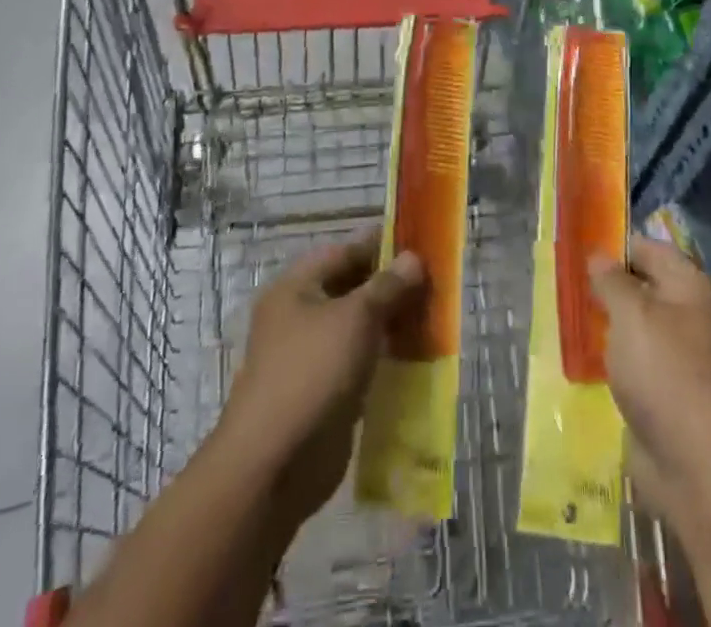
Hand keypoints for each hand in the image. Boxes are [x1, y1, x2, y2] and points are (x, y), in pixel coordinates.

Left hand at [217, 231, 425, 528]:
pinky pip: (360, 362)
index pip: (345, 251)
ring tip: (434, 318)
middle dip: (392, 286)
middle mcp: (300, 315)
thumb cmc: (312, 373)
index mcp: (297, 287)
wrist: (274, 466)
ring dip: (392, 323)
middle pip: (353, 288)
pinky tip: (417, 358)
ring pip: (359, 327)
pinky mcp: (325, 392)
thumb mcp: (356, 318)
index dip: (382, 245)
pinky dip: (385, 357)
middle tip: (436, 284)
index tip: (421, 243)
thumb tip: (413, 258)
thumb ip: (387, 286)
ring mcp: (311, 356)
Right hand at [589, 236, 710, 521]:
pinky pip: (633, 360)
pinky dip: (611, 357)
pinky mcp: (666, 392)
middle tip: (564, 284)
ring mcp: (678, 356)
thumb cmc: (664, 373)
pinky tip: (583, 357)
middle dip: (605, 285)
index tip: (575, 250)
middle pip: (641, 286)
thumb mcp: (631, 313)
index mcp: (689, 286)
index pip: (648, 248)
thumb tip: (599, 256)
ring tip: (567, 317)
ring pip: (634, 325)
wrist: (698, 467)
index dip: (613, 245)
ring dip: (605, 323)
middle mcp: (688, 315)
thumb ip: (612, 280)